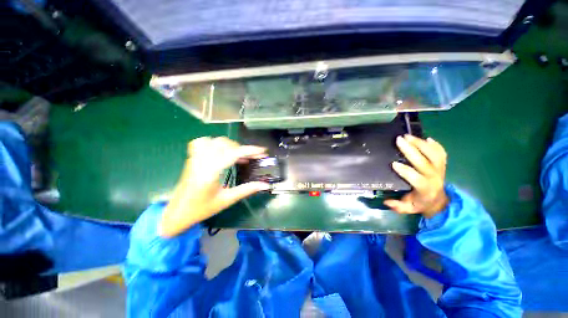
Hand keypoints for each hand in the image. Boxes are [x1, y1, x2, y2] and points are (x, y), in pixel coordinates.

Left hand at [159, 137, 269, 236]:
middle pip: (225, 144)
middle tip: (251, 158)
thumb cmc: (202, 209)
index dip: (250, 150)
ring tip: (238, 155)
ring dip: (230, 145)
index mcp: (210, 173)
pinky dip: (214, 143)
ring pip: (214, 141)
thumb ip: (247, 190)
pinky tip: (220, 151)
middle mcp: (202, 162)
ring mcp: (195, 158)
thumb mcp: (227, 200)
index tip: (262, 151)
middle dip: (242, 149)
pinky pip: (201, 142)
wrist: (177, 213)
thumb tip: (265, 185)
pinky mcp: (192, 158)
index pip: (233, 154)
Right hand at [384, 135, 448, 217]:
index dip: (405, 171)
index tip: (393, 163)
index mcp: (424, 188)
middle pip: (424, 162)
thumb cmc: (421, 203)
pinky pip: (441, 153)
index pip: (415, 178)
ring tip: (408, 136)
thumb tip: (386, 202)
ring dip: (421, 143)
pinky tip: (426, 138)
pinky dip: (435, 145)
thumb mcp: (409, 208)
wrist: (439, 201)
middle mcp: (434, 177)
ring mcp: (440, 169)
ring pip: (433, 154)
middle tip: (399, 140)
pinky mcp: (442, 165)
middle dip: (411, 150)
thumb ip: (398, 207)